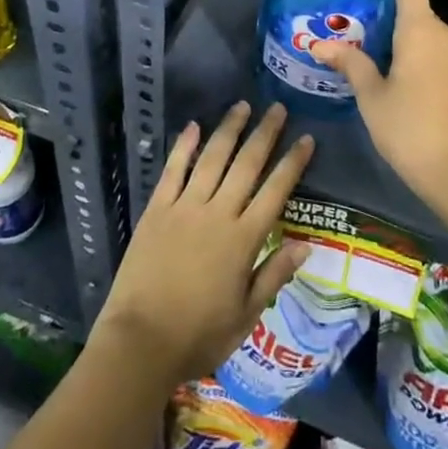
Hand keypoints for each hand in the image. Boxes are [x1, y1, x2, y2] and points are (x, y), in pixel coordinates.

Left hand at [94, 101, 314, 389]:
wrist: (140, 342)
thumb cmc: (199, 336)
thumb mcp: (246, 315)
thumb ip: (274, 275)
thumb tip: (306, 245)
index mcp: (243, 239)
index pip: (275, 191)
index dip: (292, 163)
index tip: (306, 138)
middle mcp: (218, 213)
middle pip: (247, 165)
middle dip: (265, 134)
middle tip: (277, 108)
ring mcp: (185, 207)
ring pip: (213, 158)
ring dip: (229, 130)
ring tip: (242, 106)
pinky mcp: (157, 209)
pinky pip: (174, 170)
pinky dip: (184, 146)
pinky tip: (194, 125)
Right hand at [311, 0, 447, 204]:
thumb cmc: (410, 129)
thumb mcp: (372, 97)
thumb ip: (351, 63)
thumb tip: (320, 44)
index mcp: (420, 28)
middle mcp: (445, 34)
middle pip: (416, 8)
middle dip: (388, 15)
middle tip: (355, 29)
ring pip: (428, 34)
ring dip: (403, 40)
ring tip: (372, 56)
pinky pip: (439, 54)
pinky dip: (420, 58)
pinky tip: (400, 81)